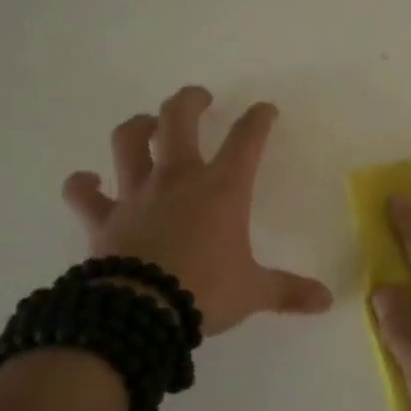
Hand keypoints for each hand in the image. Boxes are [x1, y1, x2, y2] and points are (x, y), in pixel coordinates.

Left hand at [61, 86, 331, 335]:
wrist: (140, 312)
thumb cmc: (205, 292)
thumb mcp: (254, 291)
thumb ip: (289, 291)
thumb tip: (327, 301)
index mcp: (222, 189)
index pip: (247, 140)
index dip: (258, 119)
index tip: (265, 109)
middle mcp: (178, 179)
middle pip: (179, 119)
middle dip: (191, 101)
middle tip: (200, 98)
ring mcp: (136, 194)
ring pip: (128, 141)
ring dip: (138, 127)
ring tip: (147, 125)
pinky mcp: (103, 218)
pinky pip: (84, 193)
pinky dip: (83, 185)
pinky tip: (87, 182)